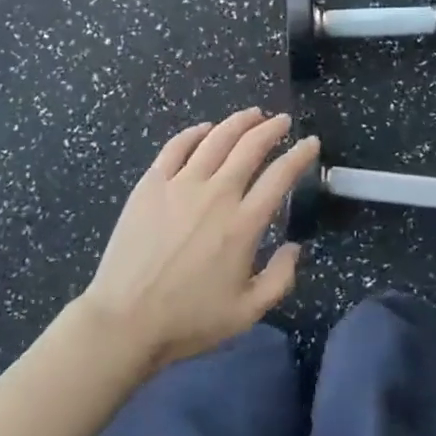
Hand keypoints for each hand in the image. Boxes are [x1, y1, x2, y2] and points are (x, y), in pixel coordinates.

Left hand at [81, 108, 318, 372]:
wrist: (125, 321)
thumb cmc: (188, 320)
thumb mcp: (247, 312)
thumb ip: (280, 279)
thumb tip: (295, 247)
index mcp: (243, 224)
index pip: (280, 176)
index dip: (299, 155)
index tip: (310, 142)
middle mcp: (217, 194)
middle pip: (250, 147)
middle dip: (272, 129)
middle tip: (282, 120)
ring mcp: (181, 184)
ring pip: (216, 138)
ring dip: (238, 122)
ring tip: (252, 114)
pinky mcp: (151, 183)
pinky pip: (177, 146)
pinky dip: (195, 133)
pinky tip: (205, 129)